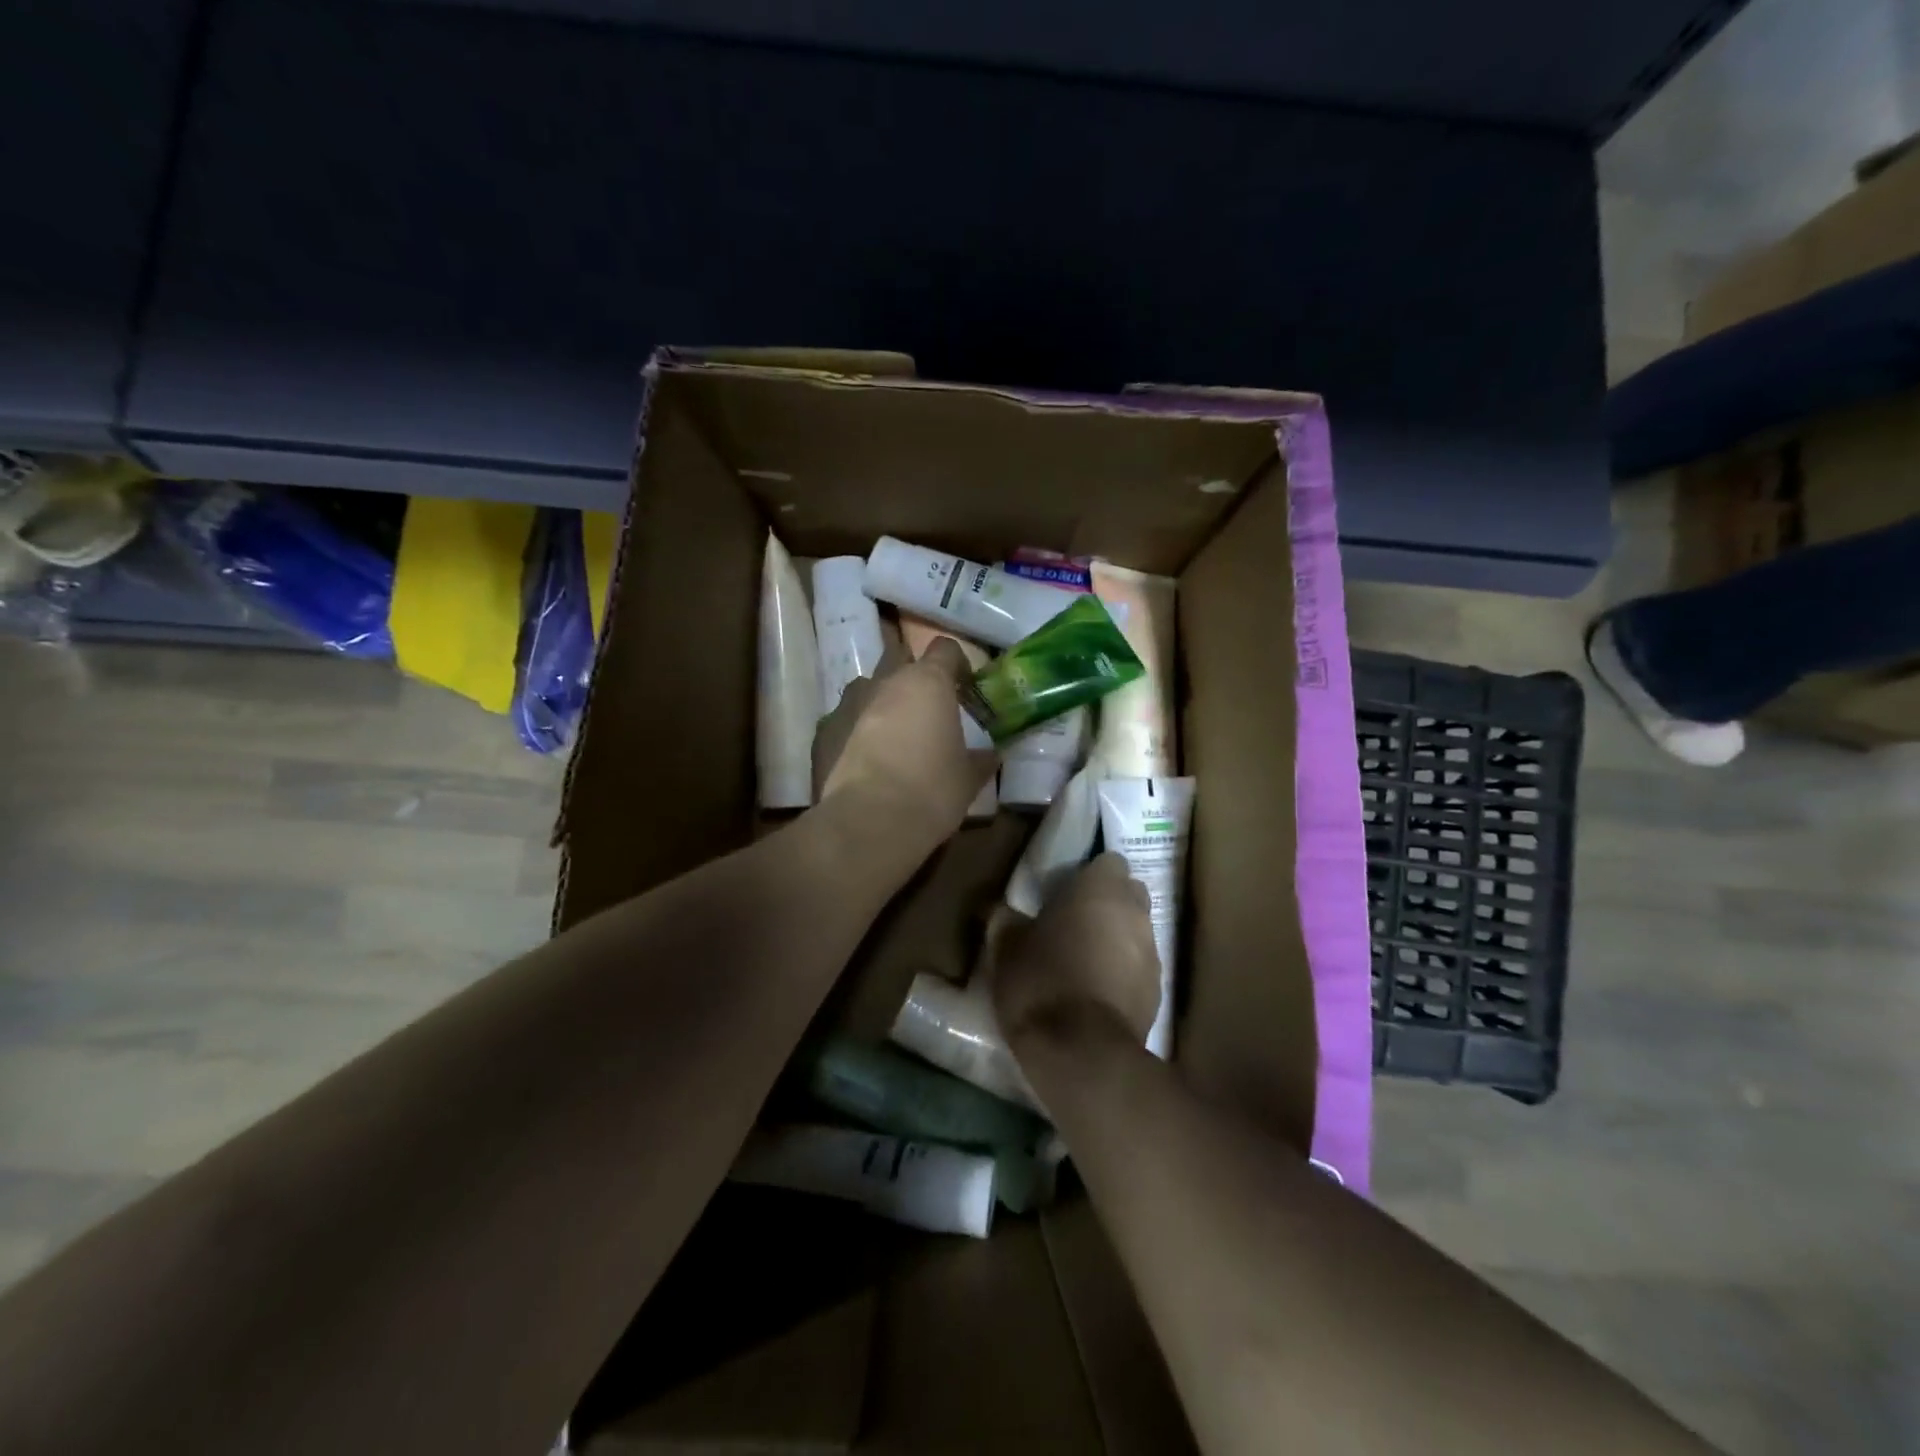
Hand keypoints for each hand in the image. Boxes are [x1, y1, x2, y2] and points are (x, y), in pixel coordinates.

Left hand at [815, 633, 995, 858]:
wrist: (870, 821)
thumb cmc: (932, 790)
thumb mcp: (969, 778)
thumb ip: (981, 760)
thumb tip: (991, 755)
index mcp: (928, 682)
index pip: (945, 649)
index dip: (958, 664)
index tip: (967, 688)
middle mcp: (888, 682)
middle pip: (904, 663)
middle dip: (919, 682)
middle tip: (933, 713)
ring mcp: (851, 704)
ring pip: (873, 689)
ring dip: (887, 702)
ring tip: (899, 733)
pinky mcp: (826, 730)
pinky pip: (849, 719)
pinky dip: (861, 730)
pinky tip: (871, 758)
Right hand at [990, 853, 1160, 1048]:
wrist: (1082, 1053)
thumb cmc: (1042, 982)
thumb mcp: (1007, 949)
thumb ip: (1007, 922)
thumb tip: (1001, 912)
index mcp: (1101, 888)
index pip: (1109, 861)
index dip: (1089, 874)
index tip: (1066, 891)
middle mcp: (1135, 913)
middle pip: (1129, 894)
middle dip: (1107, 903)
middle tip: (1074, 921)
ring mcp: (1152, 953)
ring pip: (1136, 932)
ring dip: (1116, 939)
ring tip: (1084, 960)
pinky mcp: (1158, 992)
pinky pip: (1139, 969)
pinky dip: (1123, 974)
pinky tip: (1097, 993)